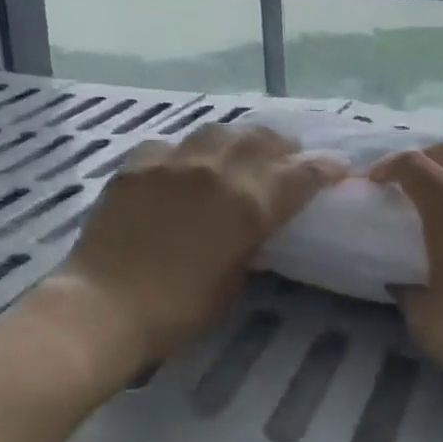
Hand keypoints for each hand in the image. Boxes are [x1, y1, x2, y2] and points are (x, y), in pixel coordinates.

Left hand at [50, 124, 344, 368]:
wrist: (104, 305)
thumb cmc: (178, 309)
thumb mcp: (232, 280)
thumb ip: (250, 241)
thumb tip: (255, 225)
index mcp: (249, 204)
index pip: (301, 174)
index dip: (325, 168)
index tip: (338, 167)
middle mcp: (216, 171)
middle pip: (261, 139)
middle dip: (282, 146)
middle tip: (287, 157)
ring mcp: (173, 162)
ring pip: (217, 131)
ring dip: (238, 140)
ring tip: (239, 152)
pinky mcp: (137, 165)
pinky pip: (170, 145)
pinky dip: (186, 153)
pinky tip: (182, 166)